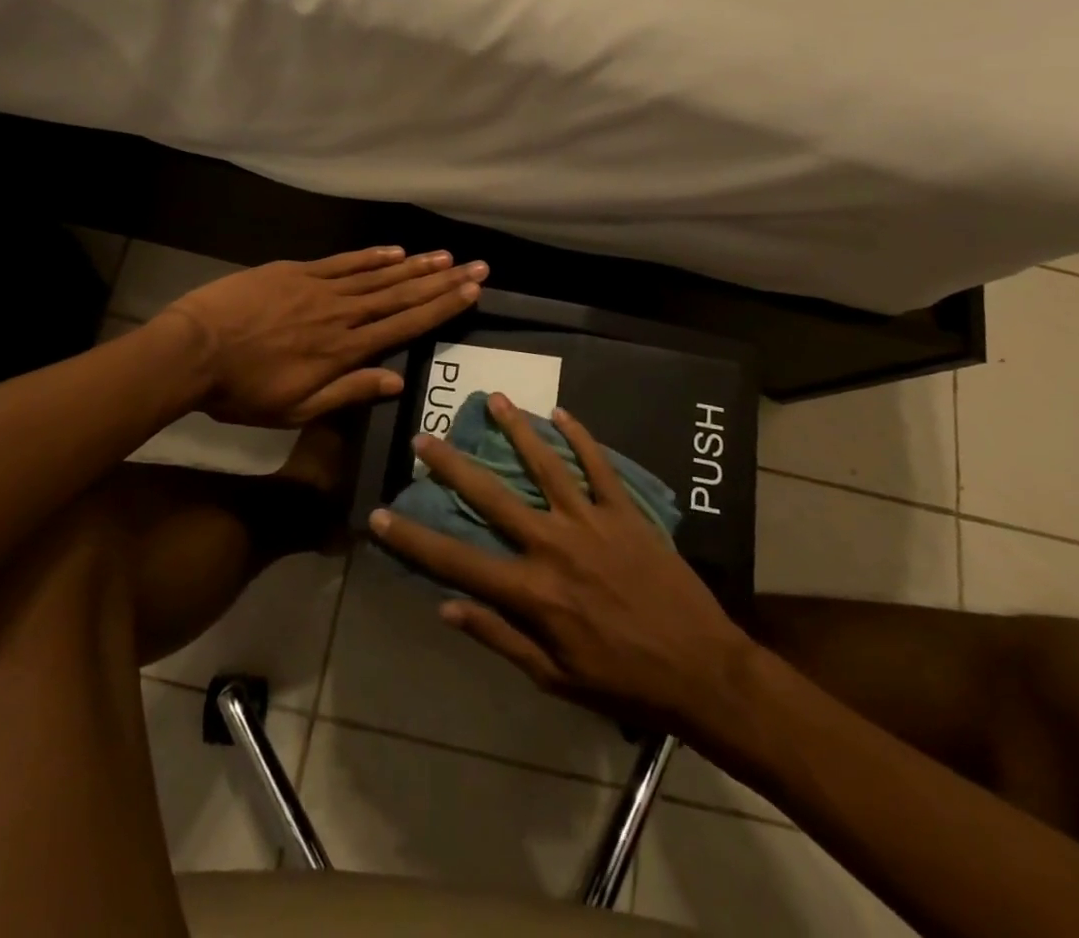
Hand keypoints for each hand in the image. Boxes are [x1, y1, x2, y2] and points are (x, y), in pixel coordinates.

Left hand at [159, 247, 487, 425]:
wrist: (193, 350)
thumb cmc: (243, 390)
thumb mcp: (296, 409)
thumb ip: (348, 392)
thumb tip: (396, 382)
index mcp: (343, 350)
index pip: (404, 325)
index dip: (441, 308)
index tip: (471, 291)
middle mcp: (341, 314)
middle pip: (400, 294)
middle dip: (441, 281)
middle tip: (476, 266)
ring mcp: (319, 288)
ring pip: (376, 275)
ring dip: (414, 265)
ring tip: (445, 256)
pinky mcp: (296, 272)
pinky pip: (342, 262)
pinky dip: (371, 256)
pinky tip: (395, 251)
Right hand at [368, 394, 753, 739]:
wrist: (700, 670)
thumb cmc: (621, 680)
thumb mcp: (553, 676)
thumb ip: (498, 636)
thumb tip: (446, 606)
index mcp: (531, 591)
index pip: (456, 560)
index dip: (412, 538)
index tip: (378, 514)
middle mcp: (552, 545)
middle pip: (491, 496)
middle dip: (452, 465)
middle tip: (424, 435)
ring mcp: (590, 521)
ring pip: (545, 464)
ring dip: (516, 429)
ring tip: (493, 398)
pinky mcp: (625, 511)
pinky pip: (598, 465)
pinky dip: (580, 436)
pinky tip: (562, 412)